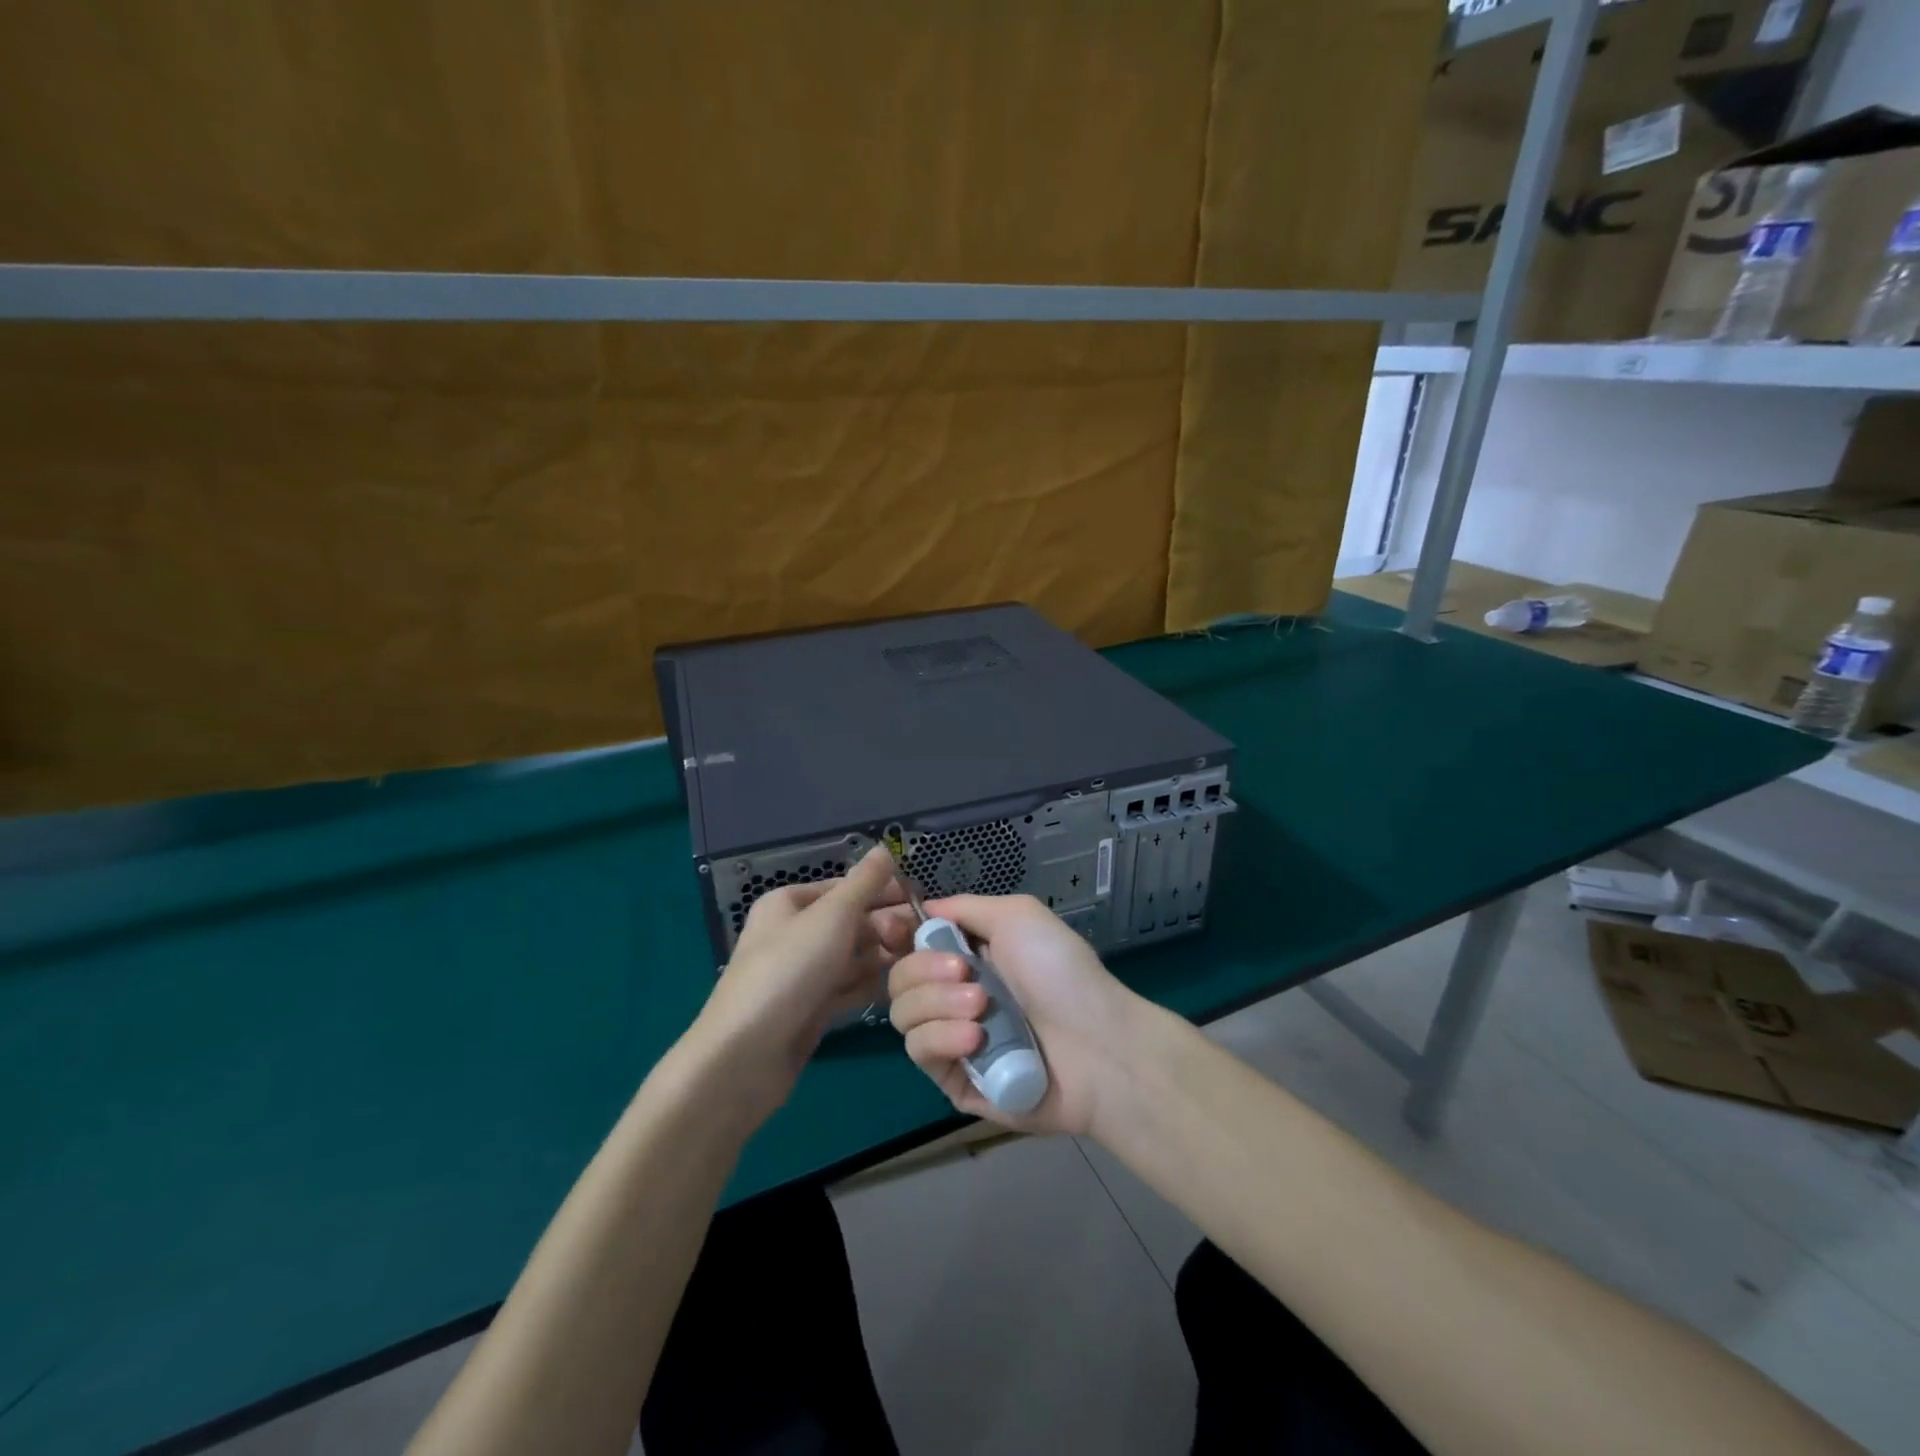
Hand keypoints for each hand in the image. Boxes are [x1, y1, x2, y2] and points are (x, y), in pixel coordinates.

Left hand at [680, 847, 916, 1125]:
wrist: (747, 1055)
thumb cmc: (789, 970)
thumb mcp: (832, 916)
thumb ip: (864, 882)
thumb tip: (885, 848)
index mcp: (790, 902)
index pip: (847, 886)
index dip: (884, 891)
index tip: (923, 902)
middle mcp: (795, 933)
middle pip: (853, 921)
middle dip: (886, 927)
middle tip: (920, 939)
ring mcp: (803, 973)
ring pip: (853, 956)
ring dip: (883, 957)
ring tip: (916, 965)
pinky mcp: (811, 1008)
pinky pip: (848, 987)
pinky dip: (869, 986)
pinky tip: (896, 990)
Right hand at [887, 894, 1151, 1135]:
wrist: (1096, 1045)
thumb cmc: (1060, 971)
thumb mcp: (1017, 916)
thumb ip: (965, 907)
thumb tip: (924, 909)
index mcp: (967, 956)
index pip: (910, 944)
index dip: (897, 935)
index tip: (897, 929)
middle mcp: (953, 994)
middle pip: (898, 978)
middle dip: (924, 970)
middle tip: (965, 973)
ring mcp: (952, 1038)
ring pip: (902, 1015)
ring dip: (936, 1004)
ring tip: (981, 1007)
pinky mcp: (954, 1080)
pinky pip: (920, 1052)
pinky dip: (941, 1038)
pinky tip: (975, 1038)